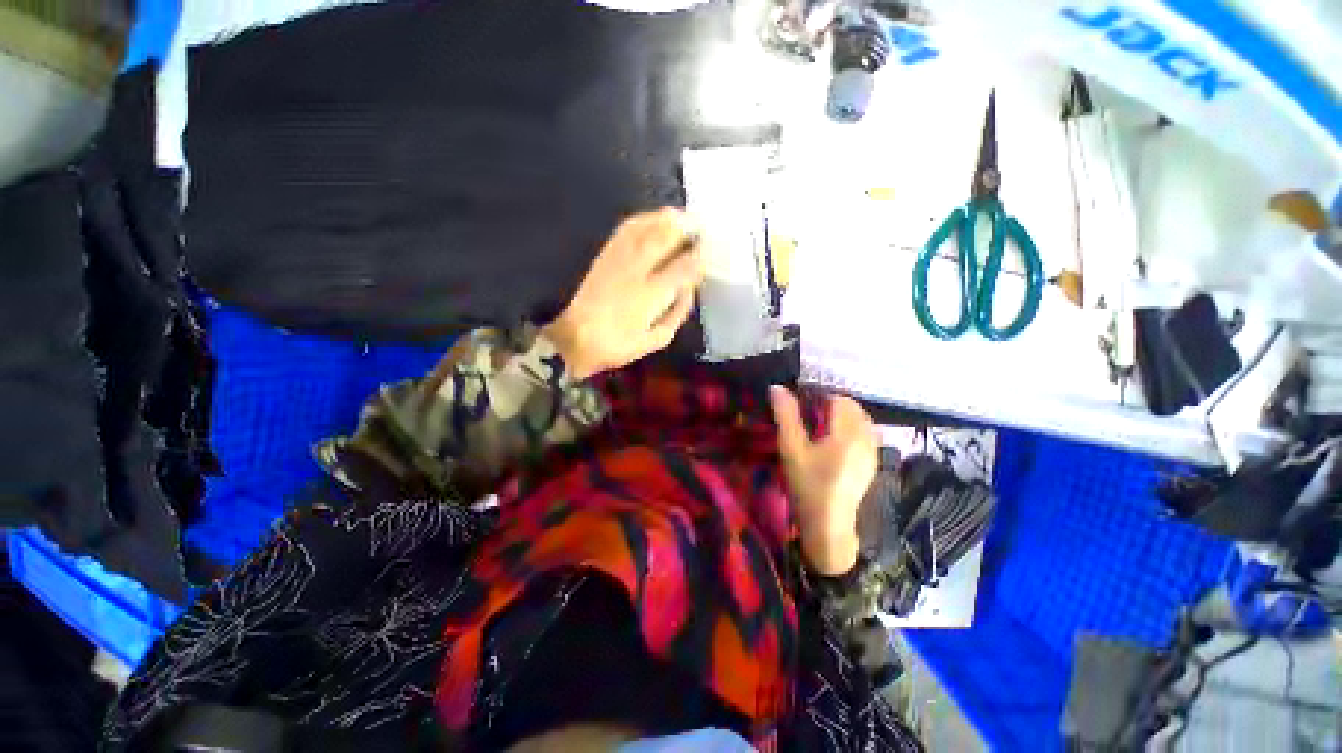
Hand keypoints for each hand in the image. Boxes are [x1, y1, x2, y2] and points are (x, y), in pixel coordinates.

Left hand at [542, 208, 704, 378]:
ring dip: (669, 218)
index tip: (713, 251)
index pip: (684, 267)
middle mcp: (637, 270)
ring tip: (684, 218)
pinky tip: (655, 219)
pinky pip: (628, 227)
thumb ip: (677, 313)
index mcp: (651, 295)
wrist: (576, 337)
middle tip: (703, 227)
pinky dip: (645, 218)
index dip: (701, 257)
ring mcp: (619, 258)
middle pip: (667, 236)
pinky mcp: (606, 254)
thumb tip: (689, 289)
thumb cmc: (619, 344)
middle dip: (689, 227)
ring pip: (648, 225)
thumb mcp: (657, 339)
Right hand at [770, 386, 877, 574]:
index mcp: (848, 434)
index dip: (820, 397)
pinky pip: (865, 434)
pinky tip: (833, 443)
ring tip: (819, 426)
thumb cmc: (808, 486)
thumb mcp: (792, 450)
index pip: (839, 400)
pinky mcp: (871, 464)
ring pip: (861, 421)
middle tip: (808, 414)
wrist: (829, 527)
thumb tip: (777, 388)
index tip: (801, 405)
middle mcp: (866, 439)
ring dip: (843, 416)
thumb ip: (785, 416)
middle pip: (853, 408)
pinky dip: (851, 429)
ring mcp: (872, 453)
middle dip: (832, 405)